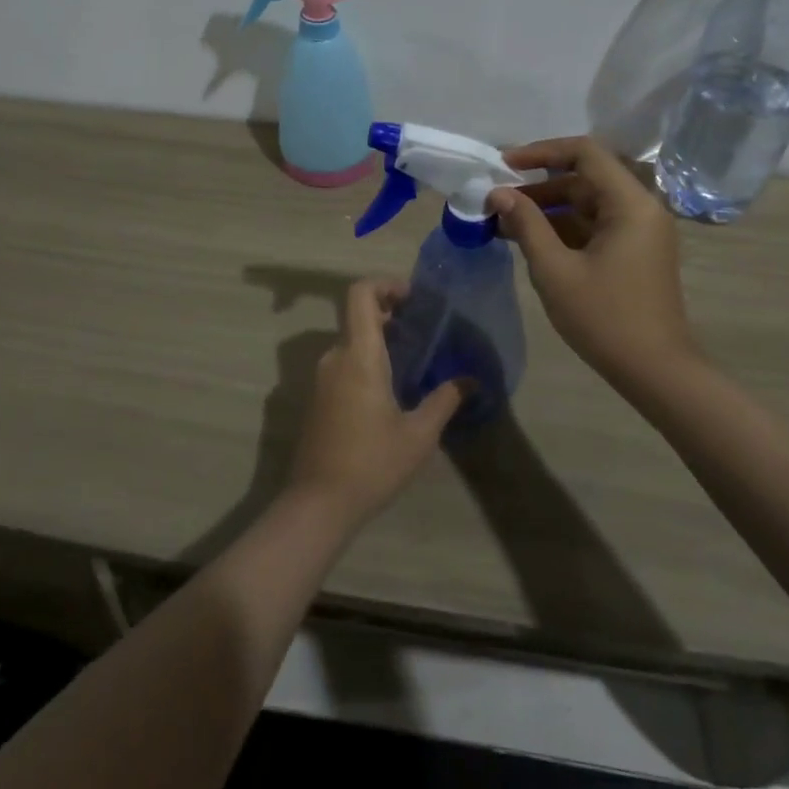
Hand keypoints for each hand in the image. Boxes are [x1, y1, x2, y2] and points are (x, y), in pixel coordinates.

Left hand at [285, 278, 465, 528]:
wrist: (318, 504)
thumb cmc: (372, 463)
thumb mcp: (418, 435)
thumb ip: (444, 400)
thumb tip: (470, 380)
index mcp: (358, 355)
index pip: (360, 294)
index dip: (385, 284)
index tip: (413, 299)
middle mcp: (335, 357)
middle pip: (358, 316)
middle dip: (390, 315)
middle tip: (424, 332)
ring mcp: (322, 378)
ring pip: (351, 342)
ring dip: (380, 341)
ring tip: (414, 363)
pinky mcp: (318, 398)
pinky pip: (344, 364)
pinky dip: (367, 361)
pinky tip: (391, 391)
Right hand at [488, 136, 702, 394]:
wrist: (655, 372)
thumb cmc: (604, 318)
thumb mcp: (555, 270)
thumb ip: (526, 224)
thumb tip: (498, 193)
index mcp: (630, 203)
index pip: (585, 153)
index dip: (542, 152)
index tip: (505, 164)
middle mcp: (641, 208)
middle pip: (586, 177)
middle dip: (539, 185)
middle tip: (498, 198)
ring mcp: (640, 231)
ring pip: (588, 202)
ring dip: (548, 207)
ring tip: (505, 222)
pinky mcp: (635, 251)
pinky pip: (595, 224)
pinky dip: (563, 227)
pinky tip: (529, 240)